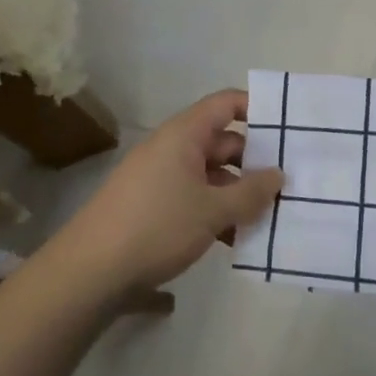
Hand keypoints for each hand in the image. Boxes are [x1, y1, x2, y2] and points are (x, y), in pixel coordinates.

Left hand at [51, 90, 283, 297]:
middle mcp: (171, 146)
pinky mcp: (150, 203)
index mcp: (185, 133)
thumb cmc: (157, 227)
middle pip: (222, 141)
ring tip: (266, 218)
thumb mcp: (212, 211)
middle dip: (253, 162)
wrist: (89, 271)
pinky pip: (192, 195)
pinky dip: (214, 210)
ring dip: (235, 193)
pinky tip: (234, 239)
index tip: (285, 131)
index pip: (226, 104)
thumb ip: (251, 193)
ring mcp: (159, 175)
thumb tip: (278, 175)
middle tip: (286, 184)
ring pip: (209, 173)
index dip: (256, 110)